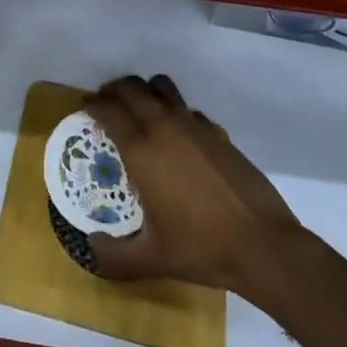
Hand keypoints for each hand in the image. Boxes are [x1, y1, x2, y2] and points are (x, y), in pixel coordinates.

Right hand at [84, 75, 303, 294]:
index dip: (92, 105)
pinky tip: (176, 136)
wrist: (262, 244)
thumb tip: (91, 247)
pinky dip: (174, 111)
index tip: (84, 110)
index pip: (108, 109)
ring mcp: (193, 125)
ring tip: (138, 108)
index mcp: (141, 149)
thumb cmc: (201, 248)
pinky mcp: (217, 132)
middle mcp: (164, 126)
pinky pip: (186, 108)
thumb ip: (114, 256)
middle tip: (105, 105)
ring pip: (161, 87)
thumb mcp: (151, 259)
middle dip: (113, 91)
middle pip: (131, 88)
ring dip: (144, 90)